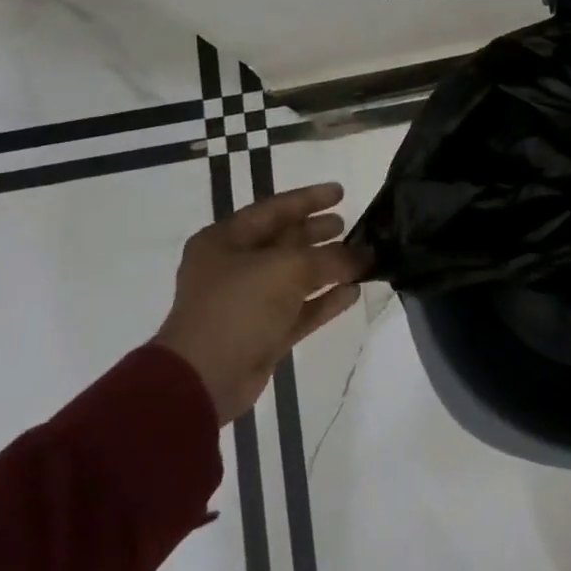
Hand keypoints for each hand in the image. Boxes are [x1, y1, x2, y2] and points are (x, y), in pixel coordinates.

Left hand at [152, 182, 367, 424]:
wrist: (204, 379)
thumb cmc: (238, 308)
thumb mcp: (287, 270)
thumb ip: (331, 258)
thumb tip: (366, 255)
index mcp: (225, 241)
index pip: (274, 209)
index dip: (309, 198)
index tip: (341, 192)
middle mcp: (235, 267)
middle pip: (284, 242)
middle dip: (317, 232)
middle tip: (350, 224)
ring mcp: (249, 302)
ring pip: (296, 276)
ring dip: (328, 267)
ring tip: (362, 257)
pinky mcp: (264, 333)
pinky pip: (301, 309)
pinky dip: (326, 300)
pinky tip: (354, 292)